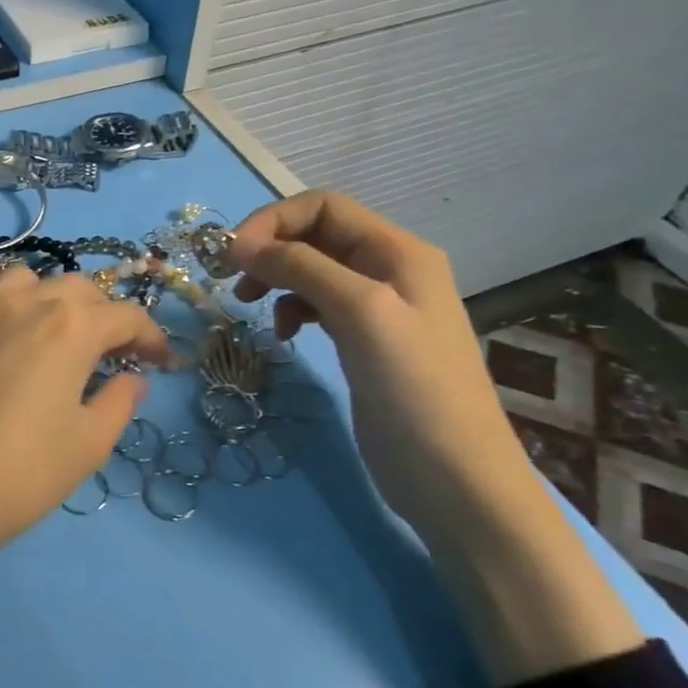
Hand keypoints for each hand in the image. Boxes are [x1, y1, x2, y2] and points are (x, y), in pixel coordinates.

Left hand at [0, 267, 171, 588]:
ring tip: (62, 340)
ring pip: (30, 283)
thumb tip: (130, 378)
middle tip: (116, 355)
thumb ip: (117, 402)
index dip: (152, 337)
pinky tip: (15, 354)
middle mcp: (25, 304)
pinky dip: (17, 312)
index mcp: (69, 325)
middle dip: (107, 315)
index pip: (125, 315)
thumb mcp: (86, 445)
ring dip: (57, 300)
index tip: (163, 363)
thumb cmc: (18, 474)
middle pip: (79, 289)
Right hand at [226, 191, 534, 545]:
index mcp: (397, 252)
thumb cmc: (413, 390)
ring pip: (311, 270)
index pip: (324, 206)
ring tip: (249, 305)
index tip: (232, 255)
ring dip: (276, 278)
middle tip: (232, 282)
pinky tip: (284, 334)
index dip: (273, 220)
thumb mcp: (360, 314)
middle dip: (269, 249)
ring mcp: (377, 308)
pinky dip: (291, 310)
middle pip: (315, 234)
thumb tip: (239, 244)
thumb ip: (302, 268)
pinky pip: (317, 305)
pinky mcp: (364, 342)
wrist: (455, 480)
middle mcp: (388, 270)